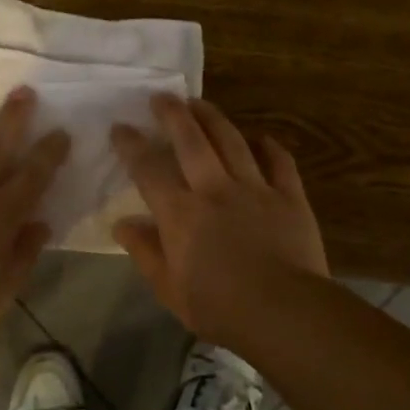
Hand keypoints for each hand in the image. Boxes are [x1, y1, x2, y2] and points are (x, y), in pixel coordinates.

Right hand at [110, 95, 327, 336]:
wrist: (285, 313)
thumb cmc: (220, 308)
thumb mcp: (169, 289)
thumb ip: (145, 252)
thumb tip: (121, 223)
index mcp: (181, 213)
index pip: (149, 170)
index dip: (132, 145)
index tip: (120, 127)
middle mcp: (214, 189)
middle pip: (191, 141)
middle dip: (173, 114)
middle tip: (162, 96)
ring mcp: (255, 189)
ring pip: (232, 141)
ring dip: (213, 118)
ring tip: (200, 103)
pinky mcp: (289, 197)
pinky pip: (280, 162)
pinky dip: (270, 147)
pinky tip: (261, 138)